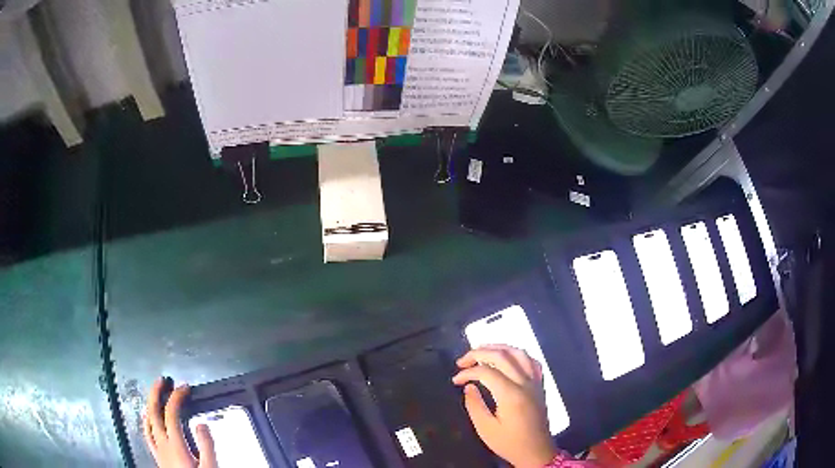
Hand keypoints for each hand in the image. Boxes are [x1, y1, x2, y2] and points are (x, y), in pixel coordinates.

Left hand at [143, 378, 216, 467]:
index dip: (176, 397)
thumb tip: (201, 422)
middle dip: (156, 393)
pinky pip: (147, 434)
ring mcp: (157, 449)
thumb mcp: (210, 467)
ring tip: (155, 395)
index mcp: (175, 444)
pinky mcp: (157, 456)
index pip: (171, 413)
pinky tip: (149, 419)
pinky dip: (147, 421)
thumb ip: (206, 445)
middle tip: (163, 380)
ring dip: (150, 405)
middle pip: (153, 412)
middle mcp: (162, 443)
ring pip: (147, 421)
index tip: (185, 387)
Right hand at [453, 345, 555, 467]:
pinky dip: (518, 355)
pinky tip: (508, 358)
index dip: (468, 372)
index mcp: (511, 395)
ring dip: (498, 348)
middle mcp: (525, 383)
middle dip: (479, 353)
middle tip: (462, 360)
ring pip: (519, 353)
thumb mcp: (486, 429)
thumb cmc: (509, 443)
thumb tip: (468, 386)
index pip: (486, 372)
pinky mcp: (540, 385)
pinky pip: (532, 361)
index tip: (455, 379)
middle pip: (502, 355)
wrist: (536, 452)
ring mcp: (535, 382)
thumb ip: (475, 405)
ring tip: (481, 352)